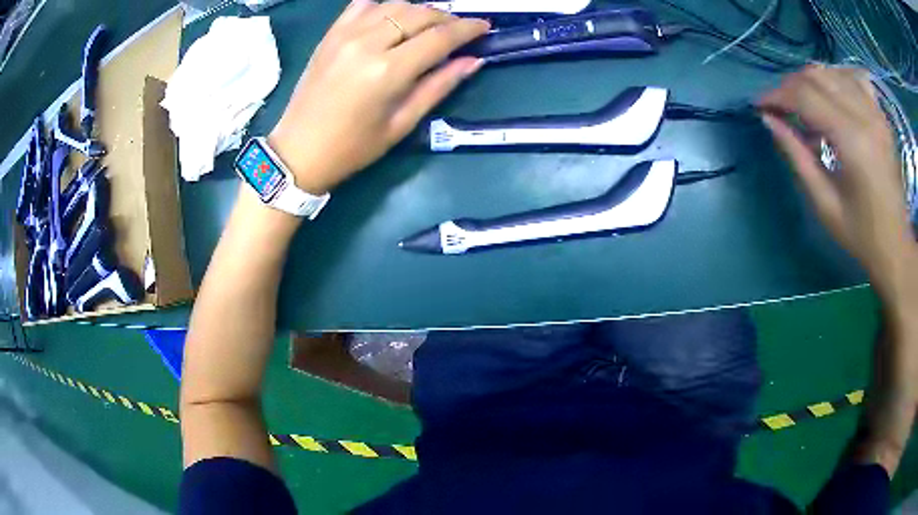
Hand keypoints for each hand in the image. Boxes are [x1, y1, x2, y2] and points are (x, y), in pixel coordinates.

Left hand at [268, 0, 488, 194]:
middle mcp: (367, 43)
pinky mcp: (330, 35)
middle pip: (419, 14)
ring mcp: (345, 35)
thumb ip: (439, 86)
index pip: (439, 37)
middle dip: (446, 18)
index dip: (467, 29)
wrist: (298, 151)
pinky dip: (384, 7)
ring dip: (418, 11)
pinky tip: (391, 20)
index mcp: (388, 71)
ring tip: (427, 26)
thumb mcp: (401, 124)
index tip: (484, 27)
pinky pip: (362, 5)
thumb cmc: (353, 147)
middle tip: (457, 31)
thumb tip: (472, 61)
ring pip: (393, 4)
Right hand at [760, 66, 917, 306]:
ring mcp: (876, 112)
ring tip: (803, 103)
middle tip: (780, 106)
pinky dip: (837, 79)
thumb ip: (797, 156)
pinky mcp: (882, 115)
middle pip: (817, 76)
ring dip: (812, 81)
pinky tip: (832, 95)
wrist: (896, 247)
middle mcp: (865, 116)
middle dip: (791, 85)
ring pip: (833, 72)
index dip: (778, 95)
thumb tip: (769, 120)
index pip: (806, 96)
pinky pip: (855, 78)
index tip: (761, 106)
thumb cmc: (861, 235)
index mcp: (853, 141)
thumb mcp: (825, 204)